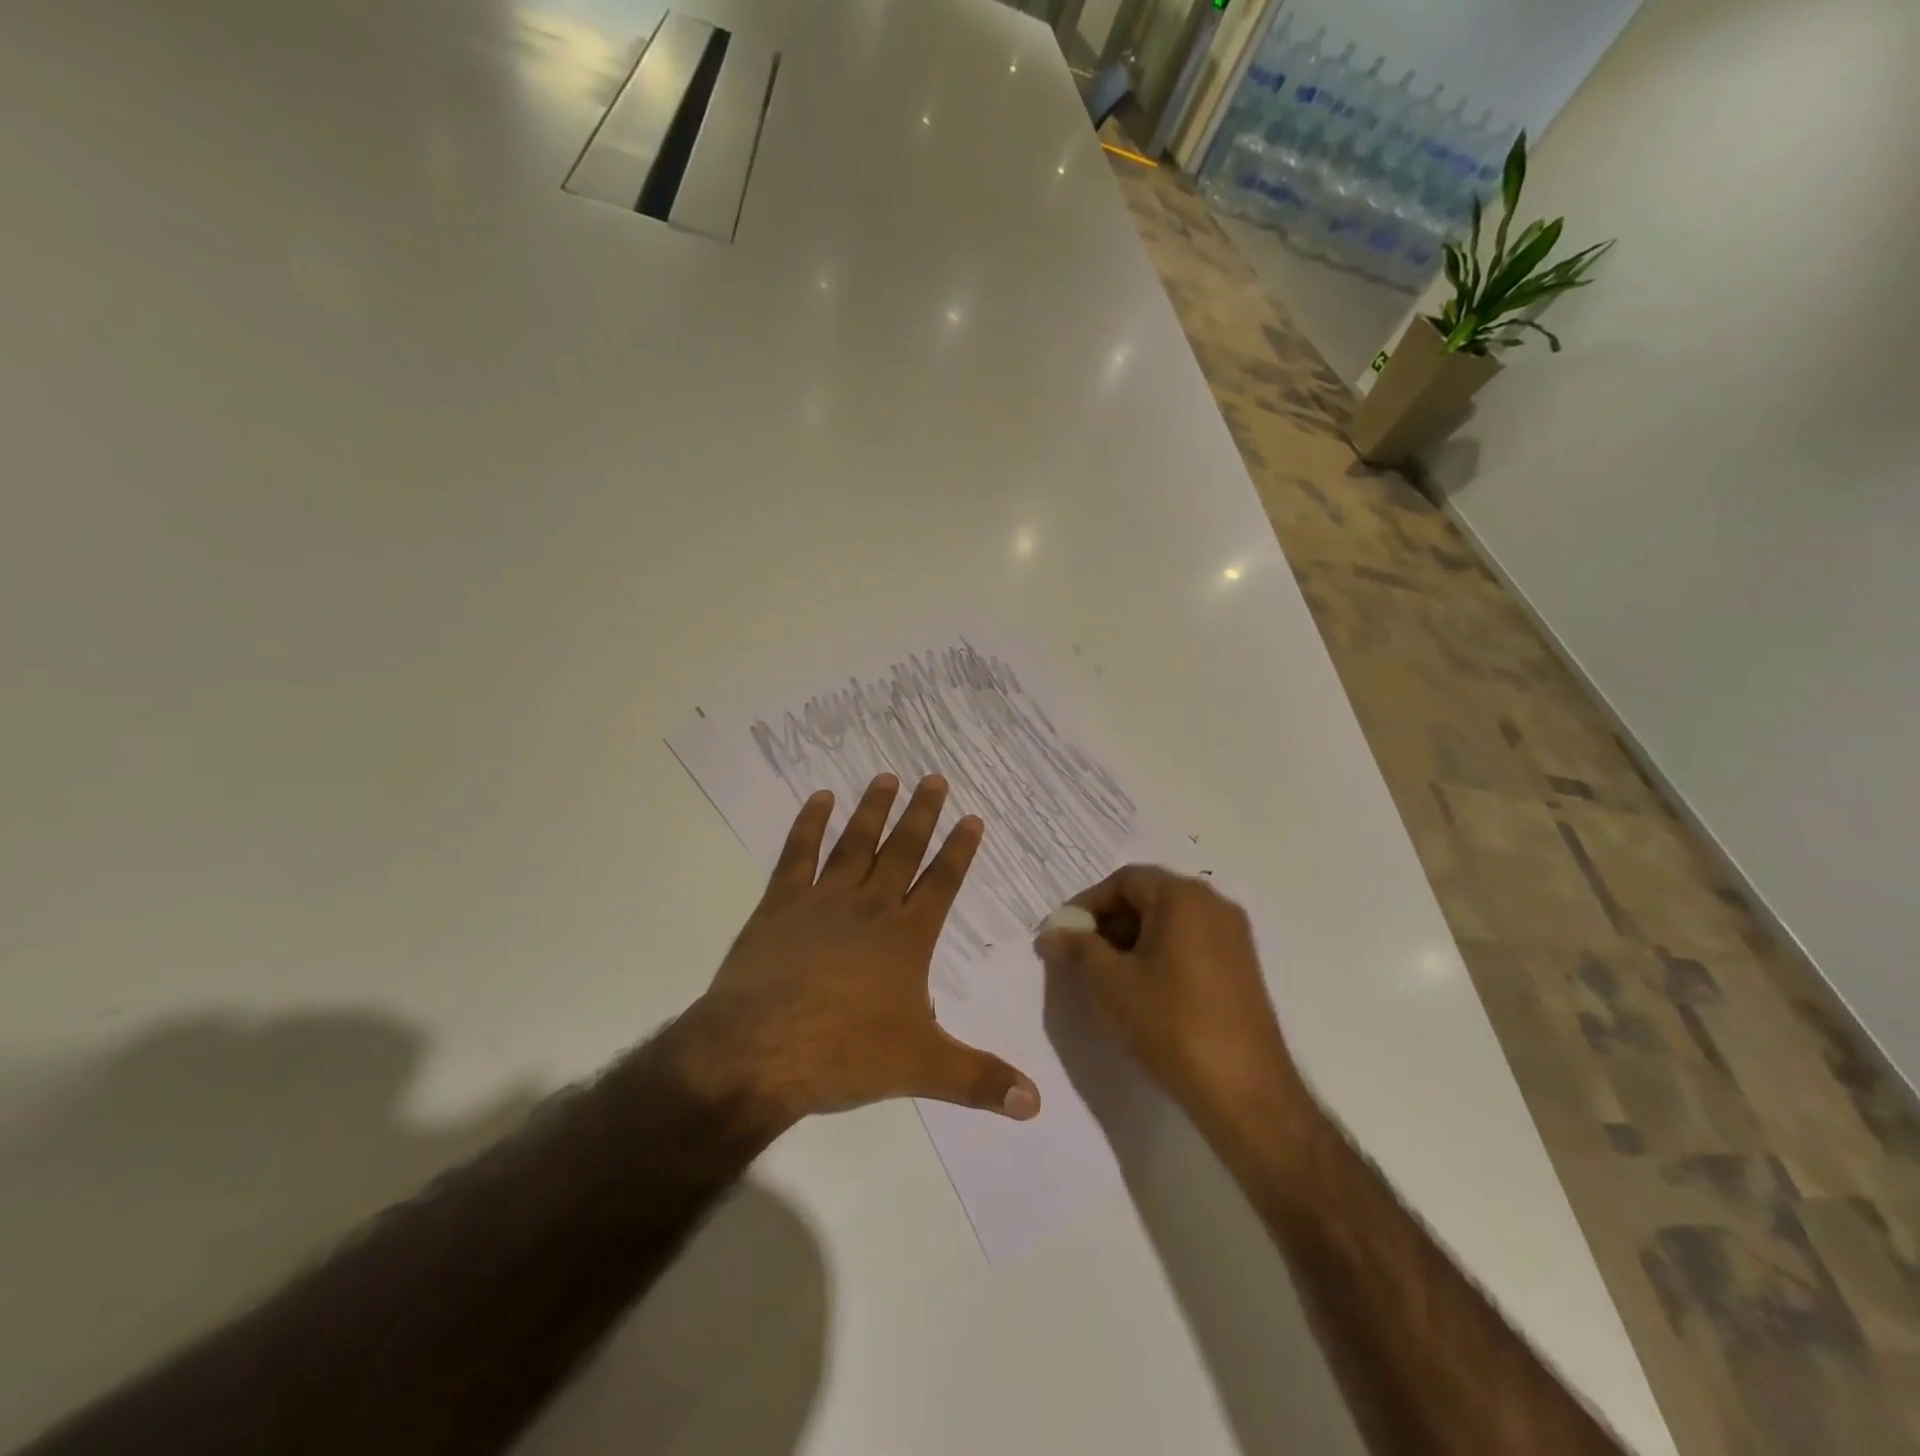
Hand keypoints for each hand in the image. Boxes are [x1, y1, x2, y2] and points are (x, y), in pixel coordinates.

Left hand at [670, 773, 1040, 1128]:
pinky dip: (809, 825)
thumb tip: (1036, 1104)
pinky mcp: (779, 905)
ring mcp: (822, 901)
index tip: (972, 817)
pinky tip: (819, 799)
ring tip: (886, 776)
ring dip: (873, 810)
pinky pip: (798, 855)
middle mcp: (870, 908)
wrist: (758, 1051)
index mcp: (906, 938)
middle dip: (922, 814)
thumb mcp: (921, 1068)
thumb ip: (979, 1081)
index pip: (942, 883)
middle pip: (902, 850)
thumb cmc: (843, 1054)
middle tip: (934, 778)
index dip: (960, 850)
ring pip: (855, 843)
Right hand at [1034, 866, 1302, 1126]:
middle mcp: (1214, 904)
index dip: (1087, 904)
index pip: (1124, 881)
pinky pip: (1190, 944)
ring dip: (1133, 941)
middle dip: (1109, 923)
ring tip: (1108, 978)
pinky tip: (1144, 991)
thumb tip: (1050, 933)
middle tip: (1081, 957)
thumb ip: (1077, 948)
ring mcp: (1233, 936)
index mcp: (1183, 897)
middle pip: (1148, 897)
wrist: (1244, 1090)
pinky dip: (1160, 955)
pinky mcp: (1242, 967)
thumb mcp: (1111, 982)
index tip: (1064, 935)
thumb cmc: (1171, 1023)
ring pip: (1169, 922)